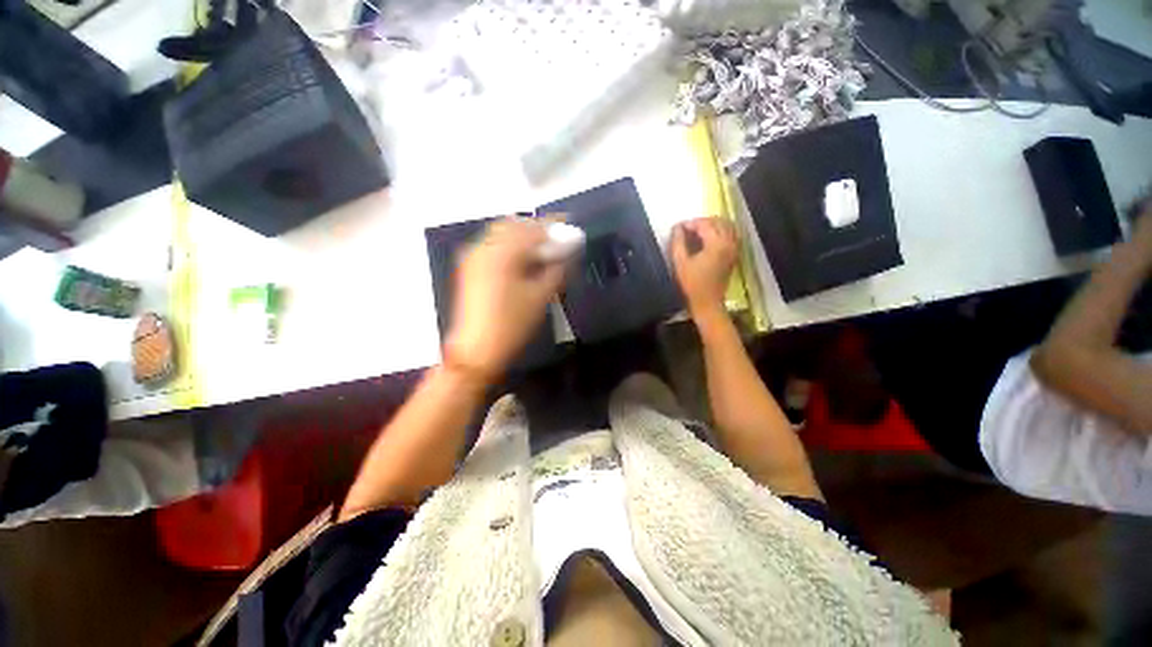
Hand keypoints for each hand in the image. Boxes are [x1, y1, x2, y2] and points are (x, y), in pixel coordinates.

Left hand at [443, 218, 566, 383]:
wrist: (476, 348)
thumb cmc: (512, 324)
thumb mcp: (541, 297)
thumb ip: (556, 269)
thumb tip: (566, 253)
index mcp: (503, 253)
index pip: (533, 229)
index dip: (553, 225)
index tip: (569, 223)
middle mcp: (485, 247)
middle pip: (515, 224)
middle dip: (536, 228)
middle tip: (554, 240)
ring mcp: (473, 255)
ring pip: (501, 232)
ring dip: (522, 235)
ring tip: (540, 249)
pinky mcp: (469, 266)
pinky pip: (492, 244)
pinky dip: (509, 244)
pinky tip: (521, 258)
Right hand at [671, 218, 737, 318]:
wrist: (707, 303)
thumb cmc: (691, 284)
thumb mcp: (680, 263)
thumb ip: (678, 242)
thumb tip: (677, 228)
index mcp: (717, 244)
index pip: (704, 224)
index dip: (690, 223)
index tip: (677, 227)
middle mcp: (729, 243)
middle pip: (718, 222)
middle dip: (702, 222)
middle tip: (686, 229)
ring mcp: (734, 249)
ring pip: (727, 227)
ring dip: (712, 225)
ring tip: (697, 232)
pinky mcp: (734, 255)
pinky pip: (730, 235)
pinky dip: (720, 232)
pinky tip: (708, 239)